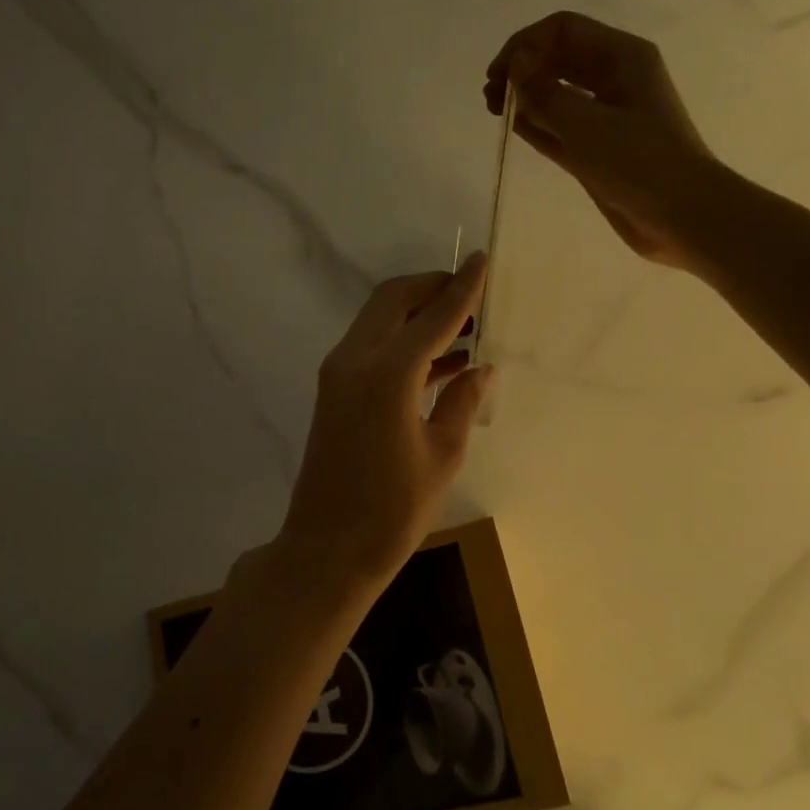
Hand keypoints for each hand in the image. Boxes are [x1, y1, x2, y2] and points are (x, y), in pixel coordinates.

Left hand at [275, 253, 493, 590]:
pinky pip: (371, 347)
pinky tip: (441, 360)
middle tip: (471, 294)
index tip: (482, 261)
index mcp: (388, 374)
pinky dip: (402, 341)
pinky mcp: (333, 391)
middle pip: (393, 300)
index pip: (433, 316)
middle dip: (432, 288)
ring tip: (464, 325)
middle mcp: (355, 361)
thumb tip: (481, 367)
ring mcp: (337, 374)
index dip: (462, 288)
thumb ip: (462, 401)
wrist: (327, 548)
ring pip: (378, 320)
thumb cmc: (392, 510)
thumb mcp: (442, 455)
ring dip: (417, 313)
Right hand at [485, 11, 720, 271]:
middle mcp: (614, 78)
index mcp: (622, 57)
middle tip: (491, 97)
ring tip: (497, 112)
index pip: (563, 30)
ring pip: (557, 93)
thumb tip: (515, 68)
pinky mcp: (598, 149)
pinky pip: (561, 127)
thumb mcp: (587, 124)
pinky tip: (515, 129)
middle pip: (558, 58)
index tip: (500, 77)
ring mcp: (606, 115)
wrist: (682, 216)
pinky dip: (538, 125)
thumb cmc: (639, 162)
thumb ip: (544, 94)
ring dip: (526, 98)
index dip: (525, 45)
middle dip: (522, 69)